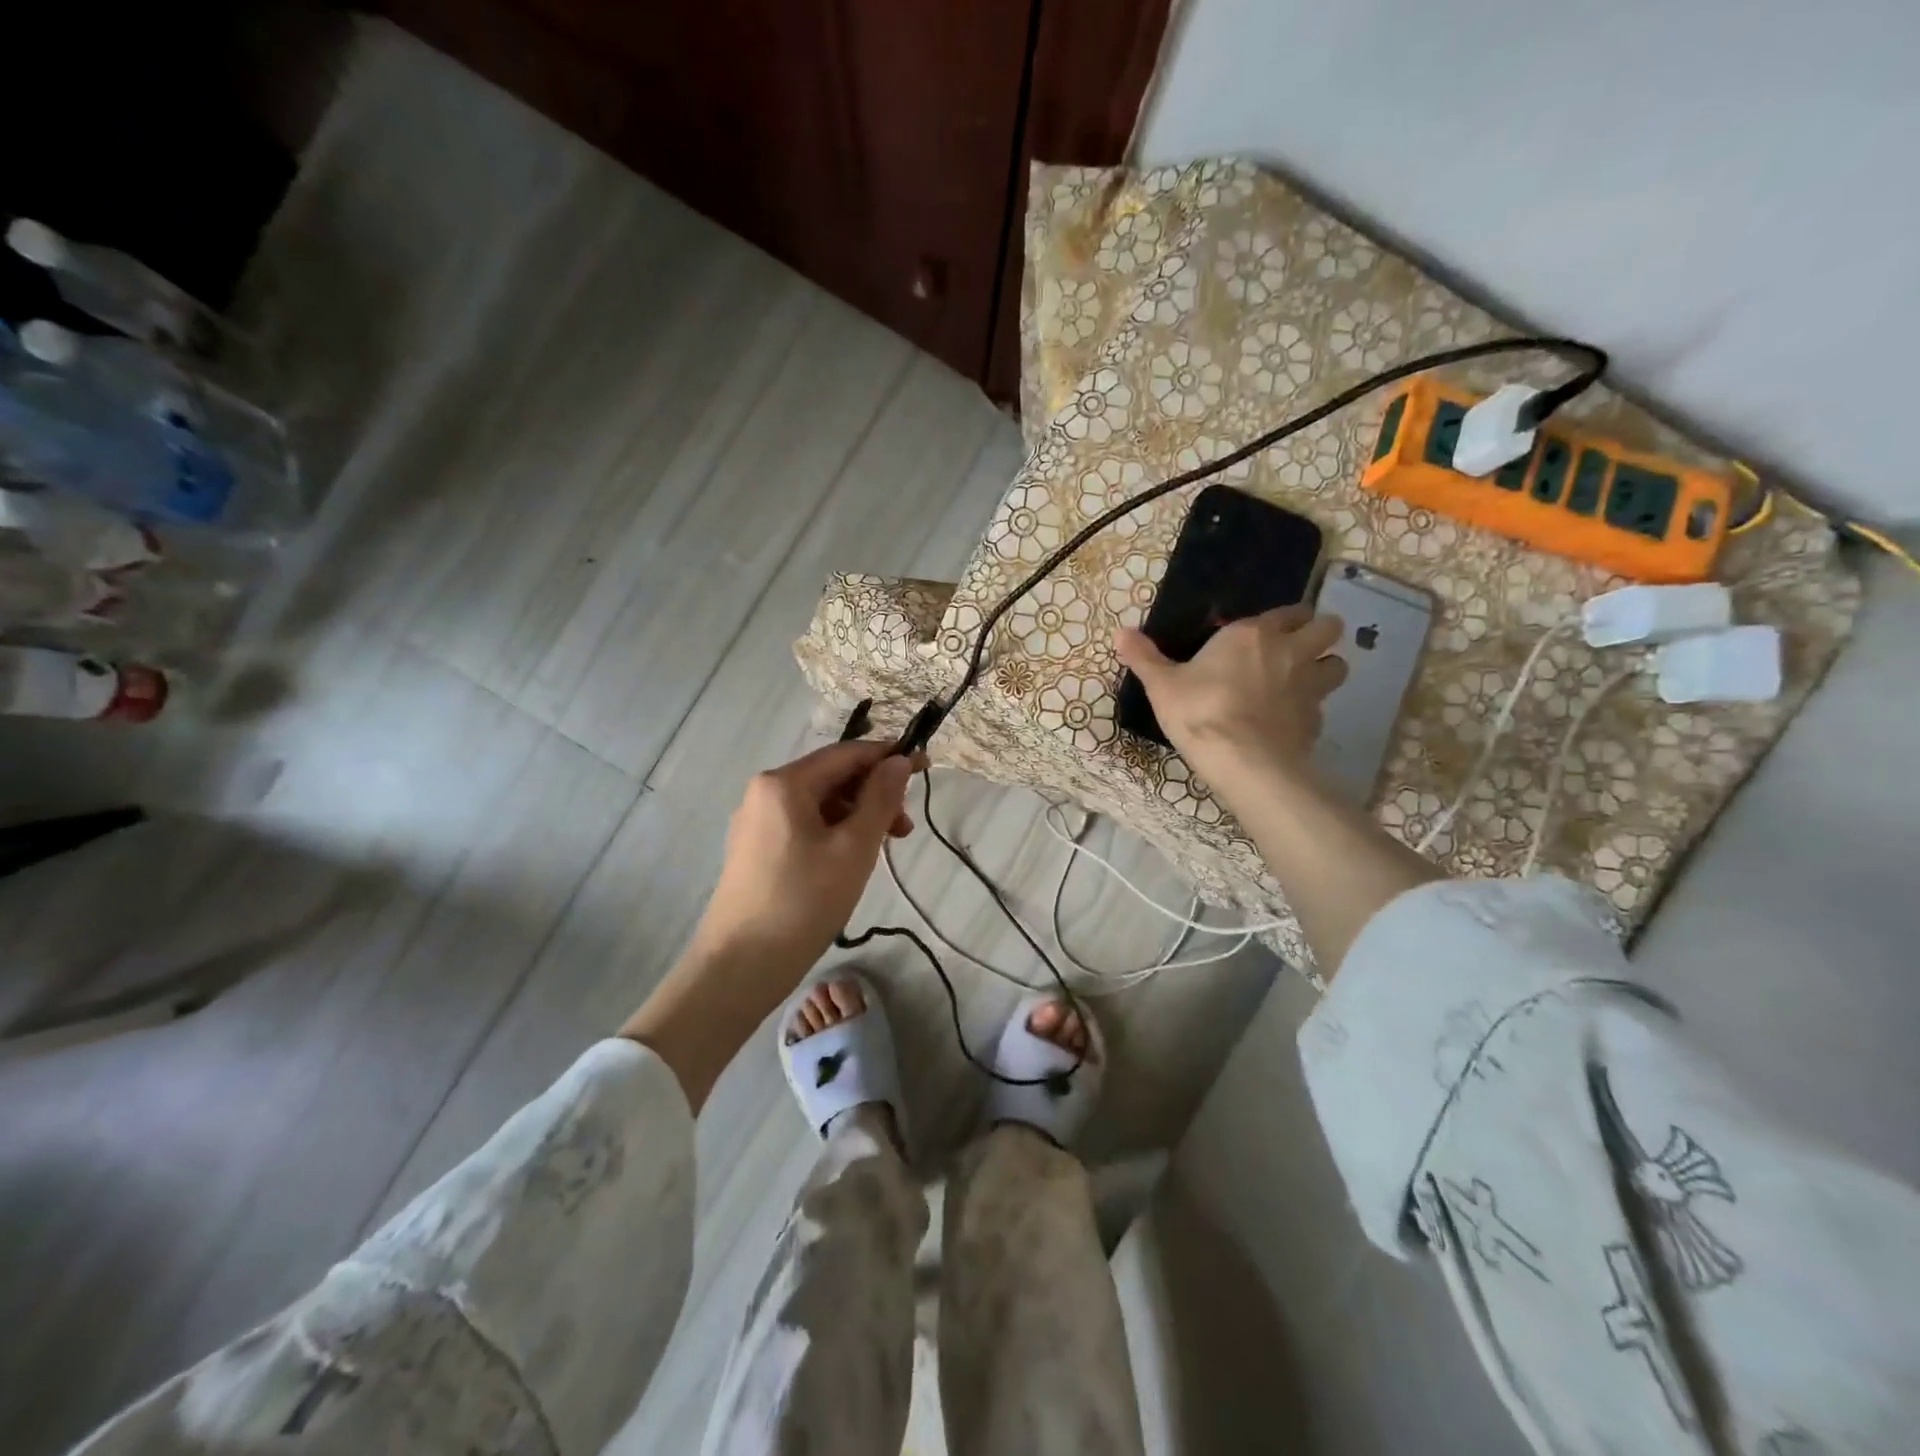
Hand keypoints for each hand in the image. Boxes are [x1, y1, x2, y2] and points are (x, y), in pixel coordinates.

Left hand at [688, 739, 917, 985]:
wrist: (740, 967)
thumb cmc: (804, 901)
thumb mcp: (854, 848)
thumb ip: (880, 798)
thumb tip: (898, 761)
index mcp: (784, 783)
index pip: (846, 754)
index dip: (888, 757)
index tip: (925, 768)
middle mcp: (763, 792)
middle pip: (831, 777)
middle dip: (873, 794)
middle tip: (905, 829)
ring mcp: (755, 822)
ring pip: (818, 803)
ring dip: (856, 816)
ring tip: (883, 848)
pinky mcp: (754, 849)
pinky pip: (802, 825)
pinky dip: (833, 832)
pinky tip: (850, 859)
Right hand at [1115, 605, 1347, 788]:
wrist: (1243, 760)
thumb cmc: (1200, 711)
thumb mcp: (1162, 685)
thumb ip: (1144, 657)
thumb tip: (1119, 632)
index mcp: (1253, 634)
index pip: (1288, 610)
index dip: (1284, 618)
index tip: (1268, 630)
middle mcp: (1290, 651)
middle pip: (1328, 627)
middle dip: (1319, 633)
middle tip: (1296, 649)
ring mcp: (1309, 686)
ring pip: (1338, 664)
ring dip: (1325, 668)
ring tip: (1302, 682)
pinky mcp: (1316, 720)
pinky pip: (1322, 706)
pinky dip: (1311, 710)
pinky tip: (1289, 722)